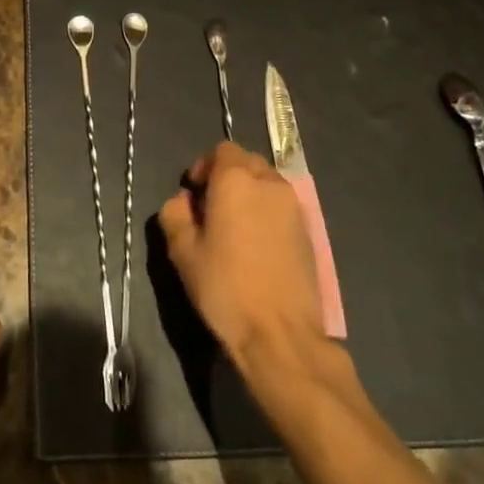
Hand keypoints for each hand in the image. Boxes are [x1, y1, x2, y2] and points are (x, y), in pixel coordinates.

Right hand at [158, 141, 325, 365]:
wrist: (280, 332)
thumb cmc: (225, 287)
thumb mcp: (182, 252)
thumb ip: (175, 215)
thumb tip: (183, 202)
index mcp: (236, 180)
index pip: (221, 151)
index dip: (204, 167)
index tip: (193, 194)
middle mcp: (269, 183)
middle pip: (246, 162)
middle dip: (227, 177)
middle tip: (211, 209)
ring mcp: (294, 206)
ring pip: (267, 183)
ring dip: (249, 193)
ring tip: (234, 228)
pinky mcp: (309, 230)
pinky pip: (282, 205)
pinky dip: (266, 212)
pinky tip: (256, 244)